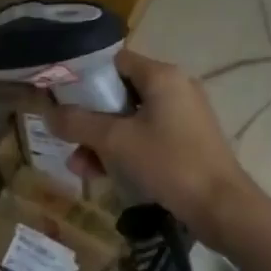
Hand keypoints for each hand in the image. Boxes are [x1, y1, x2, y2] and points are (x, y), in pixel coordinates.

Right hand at [44, 49, 258, 247]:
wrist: (221, 208)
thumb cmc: (169, 163)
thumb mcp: (115, 141)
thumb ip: (78, 123)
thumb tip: (48, 113)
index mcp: (162, 76)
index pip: (113, 62)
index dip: (83, 77)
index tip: (60, 98)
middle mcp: (175, 88)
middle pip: (118, 93)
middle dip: (89, 119)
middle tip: (67, 140)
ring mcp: (183, 116)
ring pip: (129, 119)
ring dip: (101, 141)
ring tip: (81, 168)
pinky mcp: (186, 141)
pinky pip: (145, 137)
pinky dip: (123, 151)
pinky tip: (102, 175)